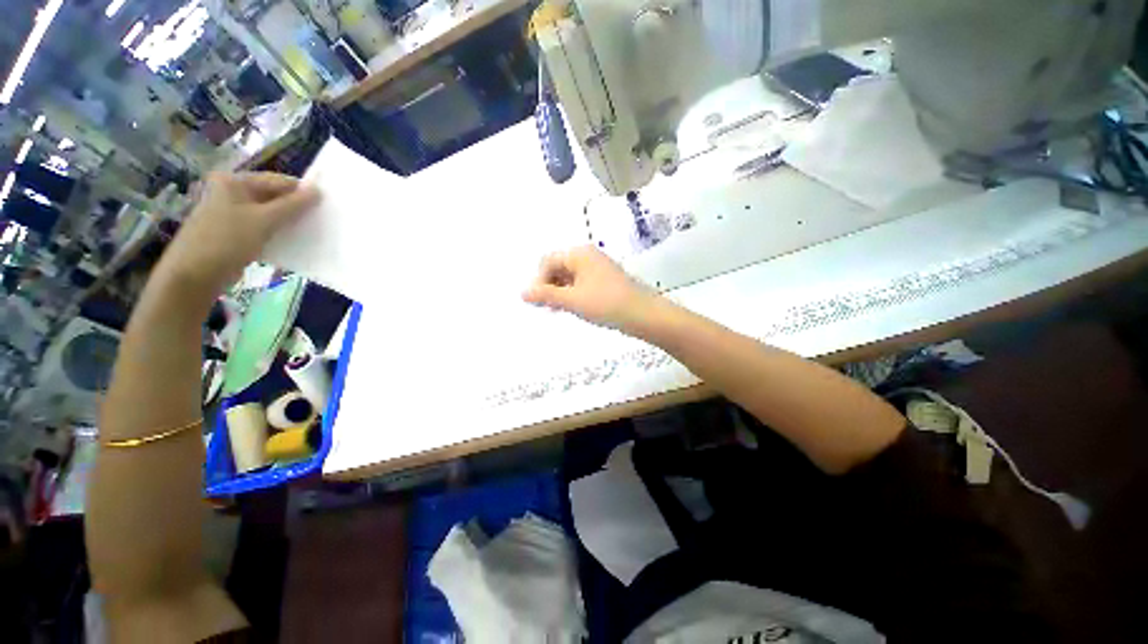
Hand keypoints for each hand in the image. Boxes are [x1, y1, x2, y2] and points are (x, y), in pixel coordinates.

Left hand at [158, 172, 319, 298]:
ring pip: (269, 213)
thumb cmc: (228, 240)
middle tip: (319, 220)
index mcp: (234, 181)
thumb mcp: (265, 220)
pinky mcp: (234, 231)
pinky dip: (277, 232)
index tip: (324, 206)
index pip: (277, 181)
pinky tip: (292, 241)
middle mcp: (231, 192)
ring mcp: (231, 212)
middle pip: (272, 196)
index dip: (301, 192)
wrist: (196, 273)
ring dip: (288, 222)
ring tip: (309, 231)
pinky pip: (262, 226)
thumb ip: (293, 205)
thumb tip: (318, 191)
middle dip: (295, 208)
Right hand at [523, 245, 656, 330]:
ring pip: (569, 277)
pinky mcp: (604, 280)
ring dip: (559, 292)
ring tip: (558, 310)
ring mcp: (597, 268)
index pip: (548, 261)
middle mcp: (588, 255)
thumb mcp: (572, 300)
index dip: (539, 281)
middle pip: (558, 267)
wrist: (643, 314)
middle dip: (548, 286)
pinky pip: (581, 283)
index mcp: (579, 253)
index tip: (538, 302)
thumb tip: (522, 292)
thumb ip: (546, 295)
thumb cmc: (605, 303)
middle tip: (546, 308)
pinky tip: (572, 308)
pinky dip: (572, 294)